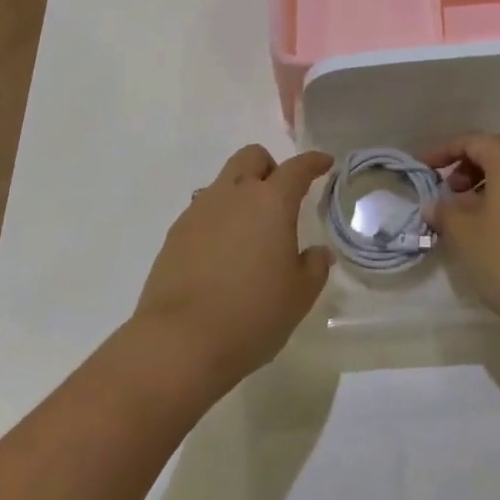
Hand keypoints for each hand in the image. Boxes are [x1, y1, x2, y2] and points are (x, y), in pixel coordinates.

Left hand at [132, 145, 333, 387]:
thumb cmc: (253, 314)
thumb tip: (317, 253)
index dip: (313, 162)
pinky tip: (222, 254)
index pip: (297, 168)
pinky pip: (202, 211)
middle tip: (282, 197)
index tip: (324, 163)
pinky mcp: (175, 234)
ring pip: (223, 182)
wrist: (180, 342)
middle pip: (252, 158)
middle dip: (270, 167)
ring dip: (241, 193)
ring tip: (250, 232)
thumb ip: (314, 267)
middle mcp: (233, 195)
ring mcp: (199, 212)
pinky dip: (218, 220)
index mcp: (271, 202)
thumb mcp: (299, 295)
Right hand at [424, 131, 499, 337]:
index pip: (471, 141)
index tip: (422, 167)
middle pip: (497, 148)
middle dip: (469, 162)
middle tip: (451, 187)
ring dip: (488, 178)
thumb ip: (444, 210)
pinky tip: (493, 223)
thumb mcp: (464, 233)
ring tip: (467, 209)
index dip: (442, 152)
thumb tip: (435, 204)